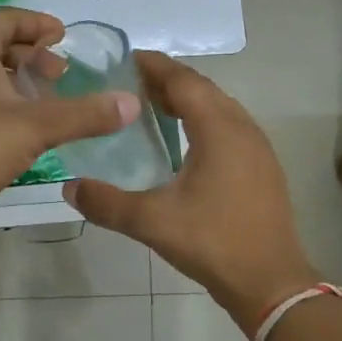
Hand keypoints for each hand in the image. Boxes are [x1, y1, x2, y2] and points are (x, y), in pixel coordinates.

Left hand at [0, 9, 138, 218]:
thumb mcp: (36, 128)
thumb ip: (85, 113)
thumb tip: (131, 104)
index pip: (7, 19)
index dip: (39, 25)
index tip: (63, 37)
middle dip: (29, 55)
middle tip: (58, 75)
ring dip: (10, 76)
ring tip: (39, 99)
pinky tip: (9, 122)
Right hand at [64, 52, 318, 332]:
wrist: (271, 282)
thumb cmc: (213, 242)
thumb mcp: (152, 222)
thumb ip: (107, 203)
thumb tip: (69, 187)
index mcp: (219, 129)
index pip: (184, 81)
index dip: (155, 66)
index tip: (126, 58)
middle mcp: (242, 127)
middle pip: (202, 89)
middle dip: (168, 80)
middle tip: (131, 83)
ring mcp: (257, 147)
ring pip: (219, 106)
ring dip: (187, 100)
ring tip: (153, 107)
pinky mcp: (262, 166)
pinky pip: (229, 126)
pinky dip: (203, 119)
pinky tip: (185, 141)